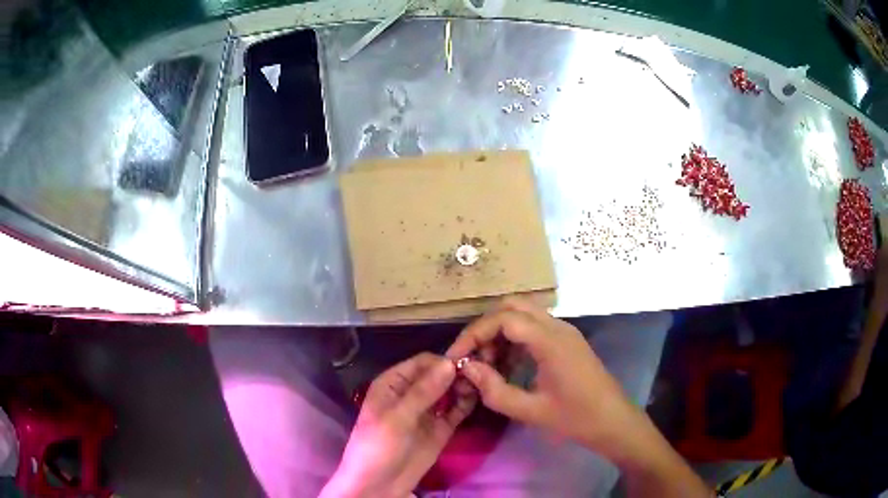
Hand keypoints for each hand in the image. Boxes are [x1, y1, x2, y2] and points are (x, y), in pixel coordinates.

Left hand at [321, 353, 474, 497]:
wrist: (378, 486)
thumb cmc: (378, 447)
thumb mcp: (397, 418)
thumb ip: (423, 392)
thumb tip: (450, 363)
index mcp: (393, 384)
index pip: (422, 362)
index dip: (444, 360)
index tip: (468, 363)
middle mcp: (411, 393)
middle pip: (439, 375)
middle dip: (458, 373)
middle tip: (482, 374)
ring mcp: (427, 412)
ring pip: (449, 391)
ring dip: (464, 386)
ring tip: (483, 386)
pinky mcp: (440, 429)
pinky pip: (456, 410)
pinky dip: (466, 403)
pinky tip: (479, 398)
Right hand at [446, 297, 644, 458]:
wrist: (614, 421)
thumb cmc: (576, 419)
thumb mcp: (531, 411)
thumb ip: (494, 390)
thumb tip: (466, 368)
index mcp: (550, 341)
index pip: (503, 319)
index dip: (474, 333)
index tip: (457, 357)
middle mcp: (557, 327)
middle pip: (512, 306)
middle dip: (486, 327)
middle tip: (473, 357)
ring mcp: (564, 331)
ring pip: (523, 314)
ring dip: (500, 331)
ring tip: (488, 364)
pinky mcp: (566, 340)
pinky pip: (534, 327)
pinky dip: (514, 338)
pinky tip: (508, 365)